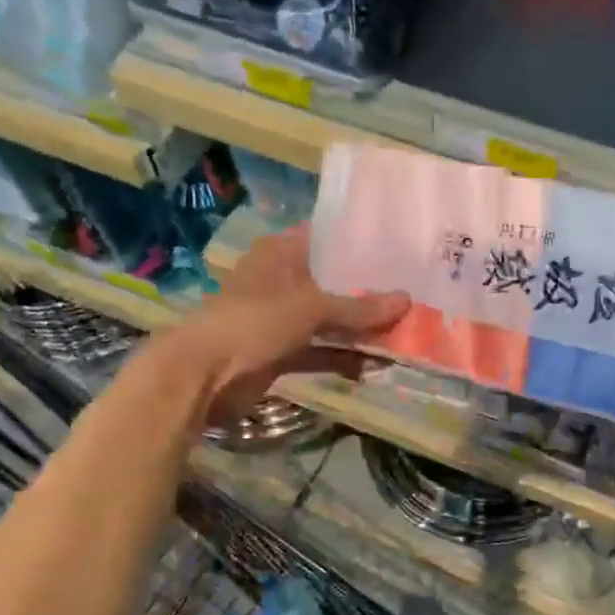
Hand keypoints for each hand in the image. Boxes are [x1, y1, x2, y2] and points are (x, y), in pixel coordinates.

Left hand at [155, 225, 408, 428]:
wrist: (203, 375)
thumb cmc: (256, 322)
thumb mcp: (313, 309)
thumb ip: (360, 308)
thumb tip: (408, 300)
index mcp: (282, 253)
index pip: (327, 239)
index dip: (361, 245)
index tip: (400, 251)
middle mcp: (282, 280)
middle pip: (333, 283)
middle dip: (368, 293)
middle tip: (412, 295)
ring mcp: (281, 318)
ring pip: (329, 320)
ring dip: (359, 330)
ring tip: (403, 332)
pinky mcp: (280, 352)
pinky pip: (320, 350)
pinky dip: (343, 357)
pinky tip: (376, 365)